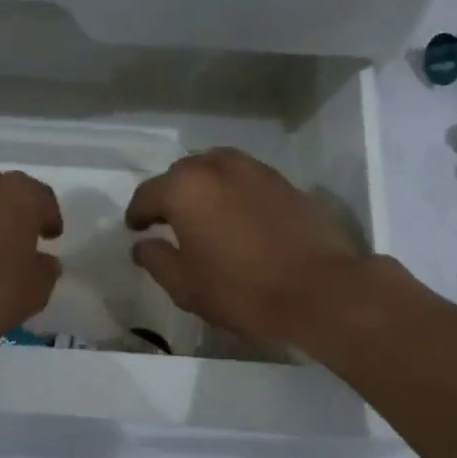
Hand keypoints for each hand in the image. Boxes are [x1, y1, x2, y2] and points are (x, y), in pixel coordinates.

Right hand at [125, 148, 365, 346]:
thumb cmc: (242, 290)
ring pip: (217, 169)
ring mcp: (256, 171)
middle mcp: (218, 167)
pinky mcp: (286, 183)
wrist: (320, 289)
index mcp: (185, 188)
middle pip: (183, 174)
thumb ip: (156, 260)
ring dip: (204, 188)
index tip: (136, 229)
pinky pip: (247, 180)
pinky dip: (234, 192)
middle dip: (171, 195)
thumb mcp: (186, 286)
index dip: (137, 214)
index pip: (148, 194)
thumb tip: (143, 245)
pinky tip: (239, 218)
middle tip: (168, 222)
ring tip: (205, 215)